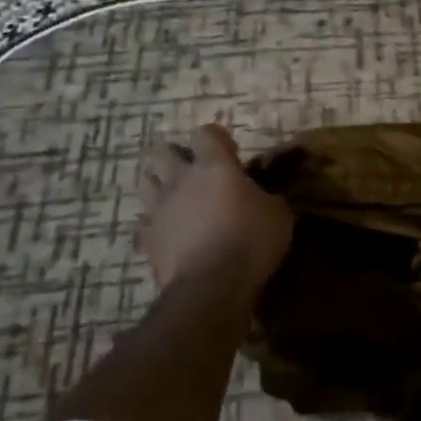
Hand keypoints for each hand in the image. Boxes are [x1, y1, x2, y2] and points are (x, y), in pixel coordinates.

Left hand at [136, 126, 292, 308]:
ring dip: (158, 184)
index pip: (204, 133)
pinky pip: (143, 223)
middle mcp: (180, 179)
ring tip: (174, 196)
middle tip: (192, 170)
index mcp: (214, 165)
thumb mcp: (278, 214)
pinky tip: (166, 232)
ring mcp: (159, 208)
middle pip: (162, 151)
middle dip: (175, 156)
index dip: (215, 138)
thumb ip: (266, 196)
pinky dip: (152, 224)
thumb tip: (264, 195)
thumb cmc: (251, 241)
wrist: (211, 287)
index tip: (229, 153)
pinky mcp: (147, 238)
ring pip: (144, 181)